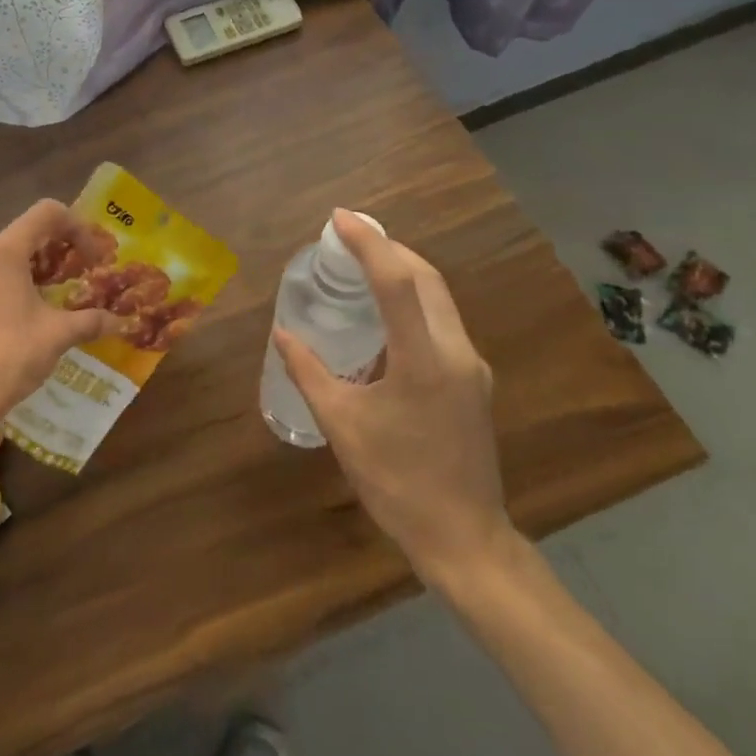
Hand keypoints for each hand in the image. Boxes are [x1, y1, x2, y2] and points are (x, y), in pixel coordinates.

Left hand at [0, 199, 121, 451]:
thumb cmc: (9, 356)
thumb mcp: (57, 335)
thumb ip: (90, 321)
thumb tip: (120, 321)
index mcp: (5, 252)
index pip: (47, 212)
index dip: (78, 227)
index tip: (95, 259)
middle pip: (30, 231)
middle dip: (64, 247)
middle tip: (88, 273)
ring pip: (14, 255)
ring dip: (45, 267)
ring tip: (68, 294)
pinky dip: (25, 283)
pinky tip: (40, 314)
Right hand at [271, 210, 512, 592]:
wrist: (463, 536)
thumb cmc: (396, 481)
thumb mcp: (342, 424)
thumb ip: (309, 372)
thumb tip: (282, 334)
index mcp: (424, 360)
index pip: (397, 282)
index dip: (368, 243)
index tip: (339, 219)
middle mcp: (456, 352)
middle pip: (426, 278)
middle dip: (388, 246)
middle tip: (348, 234)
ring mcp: (471, 365)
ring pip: (440, 296)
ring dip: (403, 269)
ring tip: (362, 260)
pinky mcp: (473, 379)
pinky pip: (442, 319)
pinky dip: (414, 297)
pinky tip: (386, 308)